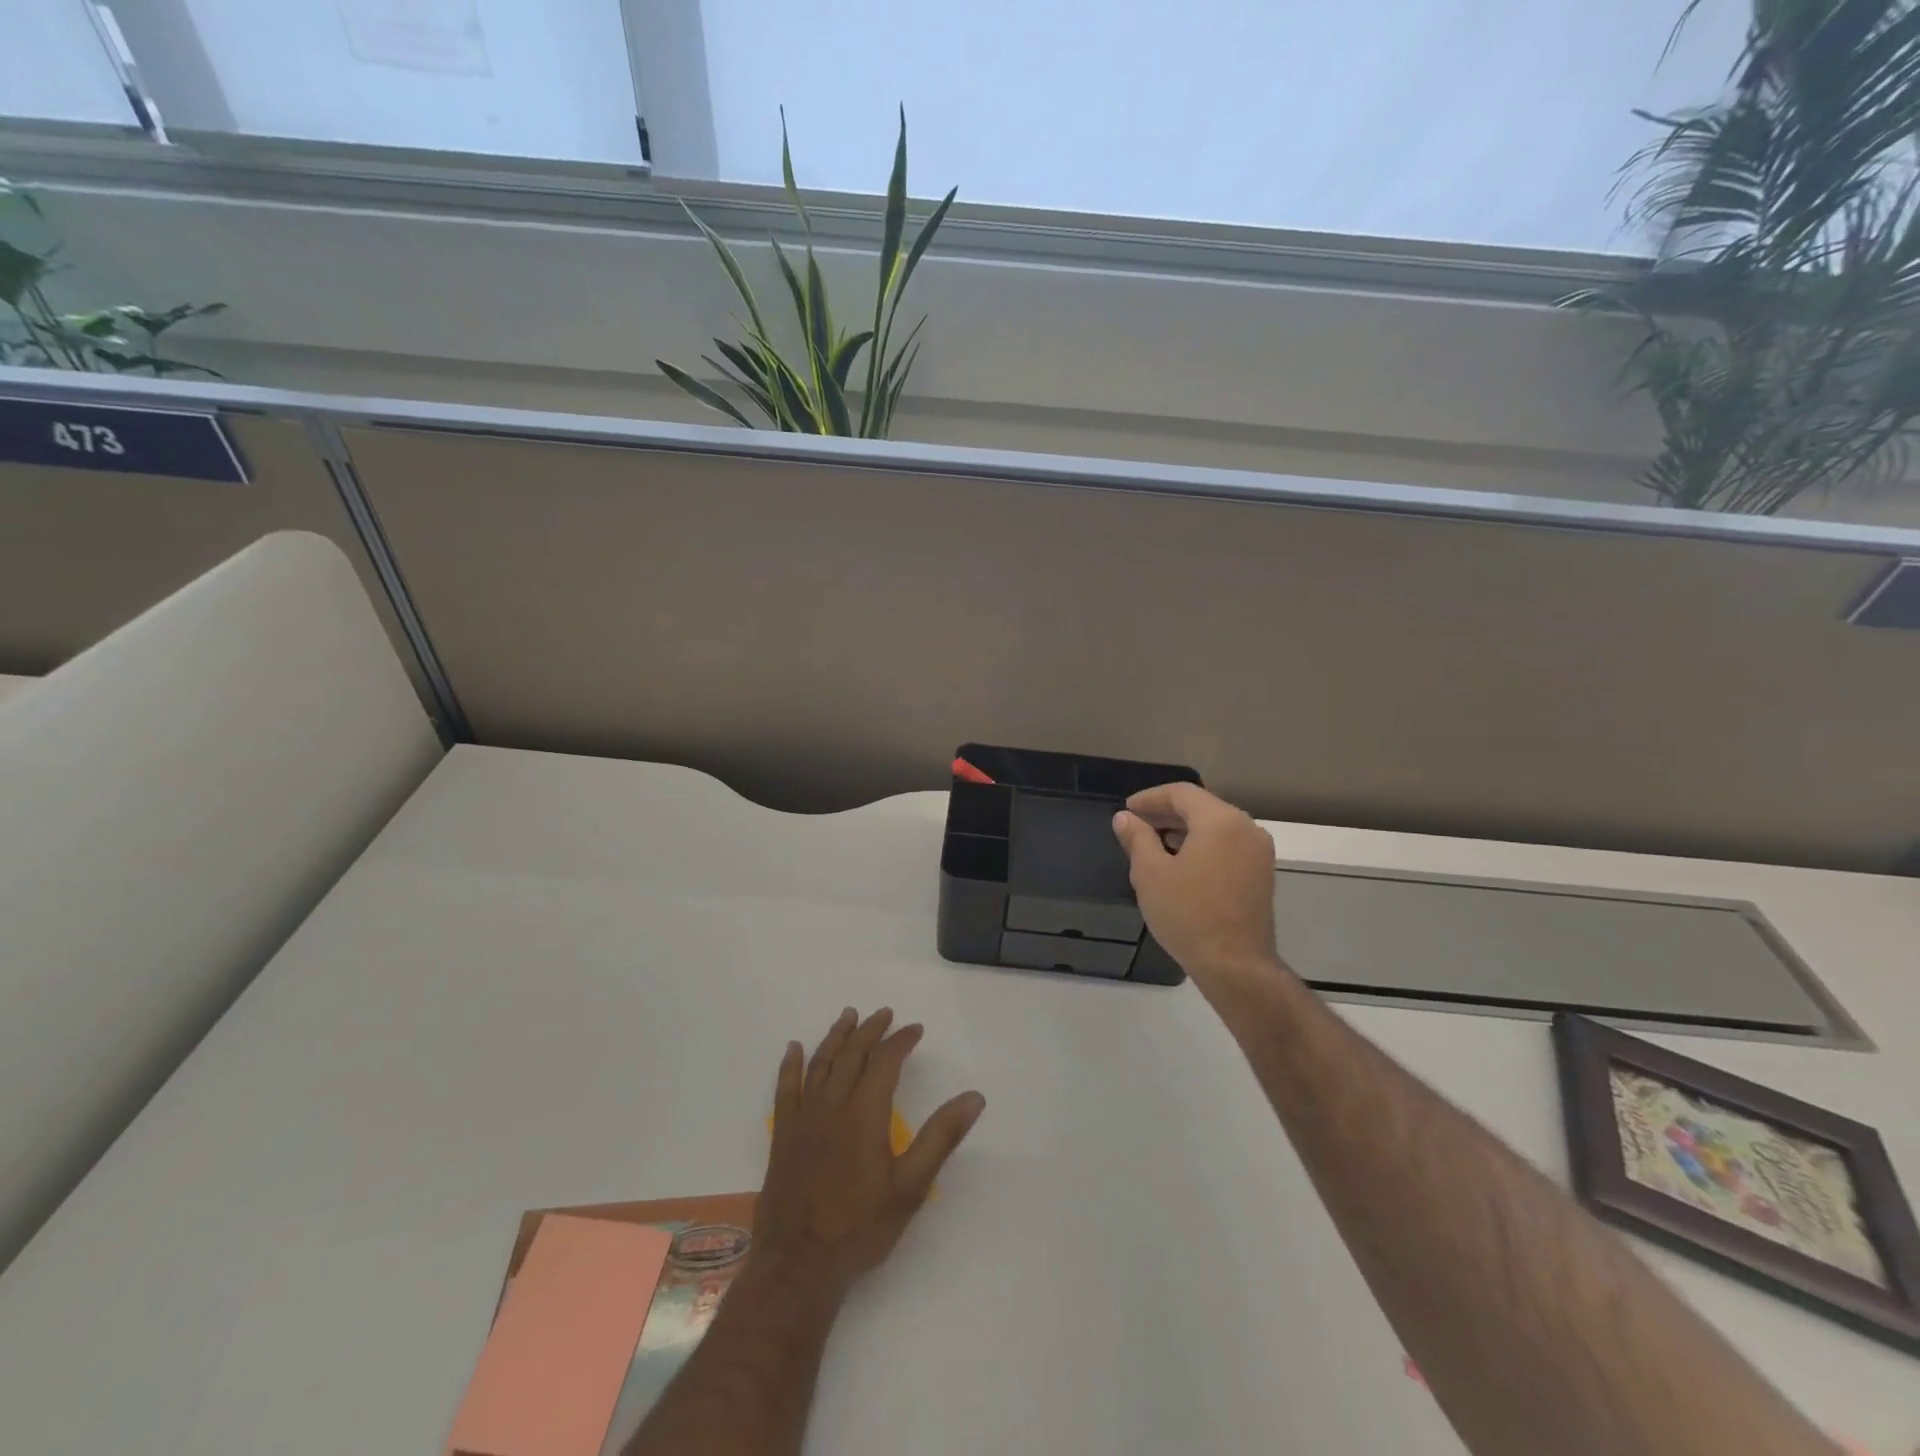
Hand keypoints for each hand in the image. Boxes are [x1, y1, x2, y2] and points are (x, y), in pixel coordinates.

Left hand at [755, 1009, 985, 1292]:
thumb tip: (974, 1097)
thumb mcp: (911, 1186)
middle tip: (884, 1013)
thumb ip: (941, 1137)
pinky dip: (791, 1064)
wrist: (800, 1263)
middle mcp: (833, 1104)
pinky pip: (786, 1088)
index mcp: (865, 1112)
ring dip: (836, 1036)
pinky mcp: (783, 1134)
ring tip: (848, 1016)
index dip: (902, 1040)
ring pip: (821, 1063)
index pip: (886, 1061)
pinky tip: (794, 1048)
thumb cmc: (861, 1227)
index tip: (916, 1029)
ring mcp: (804, 1117)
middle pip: (852, 1054)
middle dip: (870, 1030)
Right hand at [1112, 783, 1284, 1001]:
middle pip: (1201, 807)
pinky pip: (1228, 845)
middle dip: (1166, 813)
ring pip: (1216, 827)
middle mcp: (1246, 828)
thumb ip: (1137, 838)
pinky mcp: (1261, 875)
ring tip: (1153, 844)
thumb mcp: (1150, 874)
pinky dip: (1202, 845)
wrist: (1235, 966)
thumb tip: (1125, 818)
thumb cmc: (1188, 914)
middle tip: (1136, 825)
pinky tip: (1180, 863)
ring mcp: (1258, 852)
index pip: (1181, 793)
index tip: (1127, 810)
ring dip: (1184, 830)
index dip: (1150, 798)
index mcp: (1221, 820)